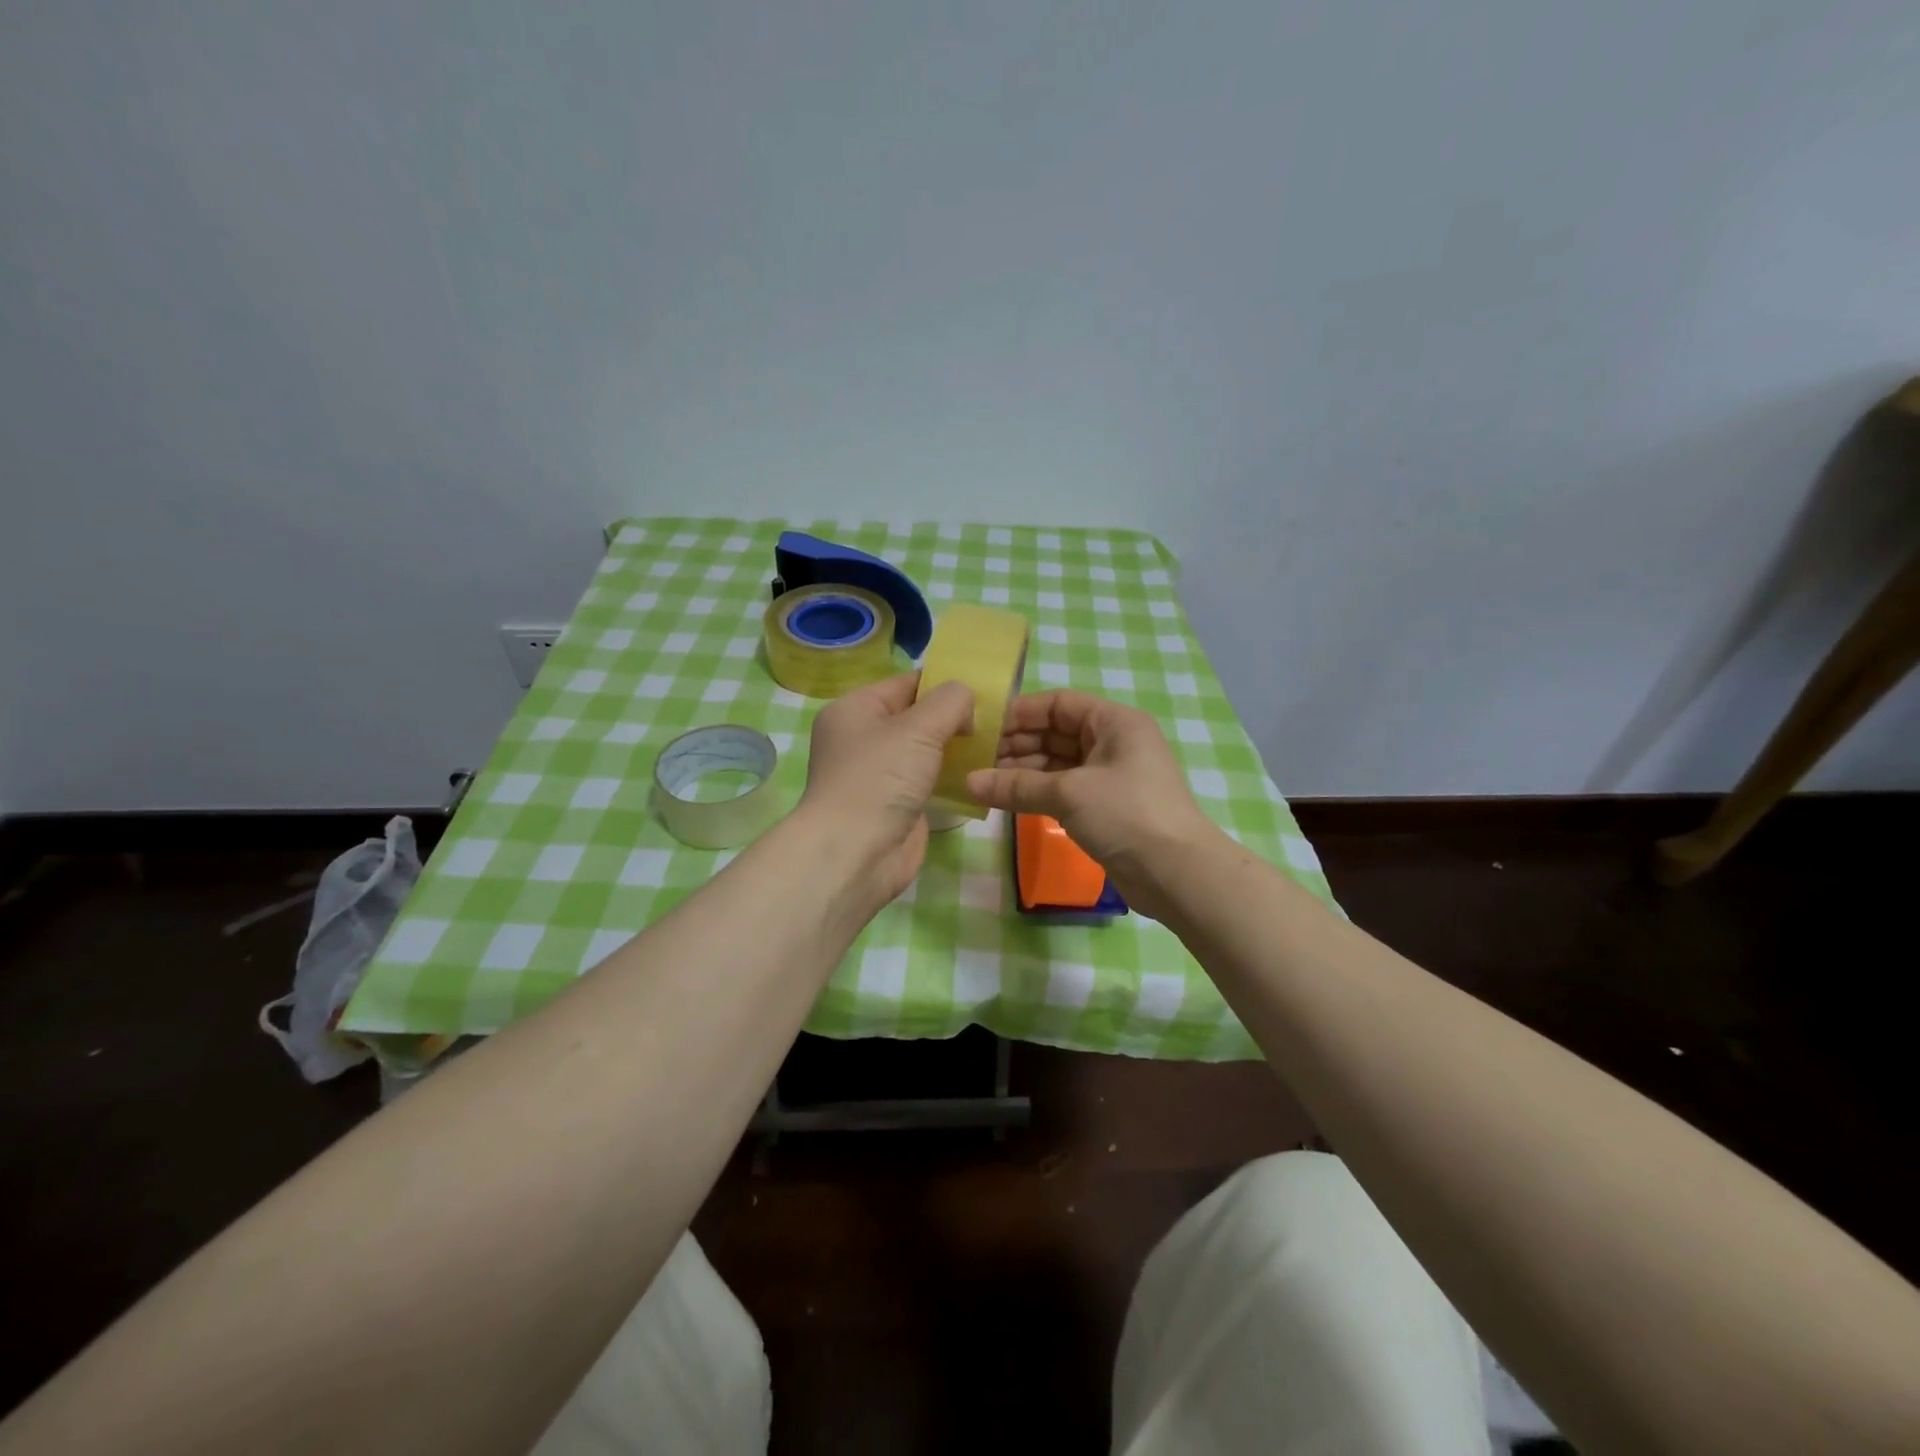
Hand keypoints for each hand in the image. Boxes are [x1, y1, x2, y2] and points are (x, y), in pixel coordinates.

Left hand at [798, 672, 975, 907]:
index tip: (986, 689)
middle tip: (998, 718)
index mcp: (855, 709)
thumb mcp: (917, 728)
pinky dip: (951, 776)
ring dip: (956, 748)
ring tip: (997, 742)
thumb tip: (966, 698)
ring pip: (925, 750)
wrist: (855, 854)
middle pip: (917, 716)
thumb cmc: (879, 779)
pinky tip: (981, 772)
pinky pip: (928, 779)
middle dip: (954, 717)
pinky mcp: (896, 804)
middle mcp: (863, 738)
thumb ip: (949, 702)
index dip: (945, 684)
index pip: (907, 684)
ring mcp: (879, 774)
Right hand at [965, 691, 1219, 919]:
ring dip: (1022, 771)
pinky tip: (1007, 799)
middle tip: (975, 759)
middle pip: (1056, 733)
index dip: (1021, 713)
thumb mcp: (1068, 793)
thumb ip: (1016, 785)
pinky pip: (1064, 789)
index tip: (983, 728)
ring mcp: (1111, 776)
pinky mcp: (1106, 806)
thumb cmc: (1127, 814)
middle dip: (1017, 744)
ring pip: (1057, 763)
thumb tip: (968, 783)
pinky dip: (1037, 792)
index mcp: (1114, 722)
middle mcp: (1114, 742)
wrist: (1177, 874)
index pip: (1059, 704)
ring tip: (983, 781)